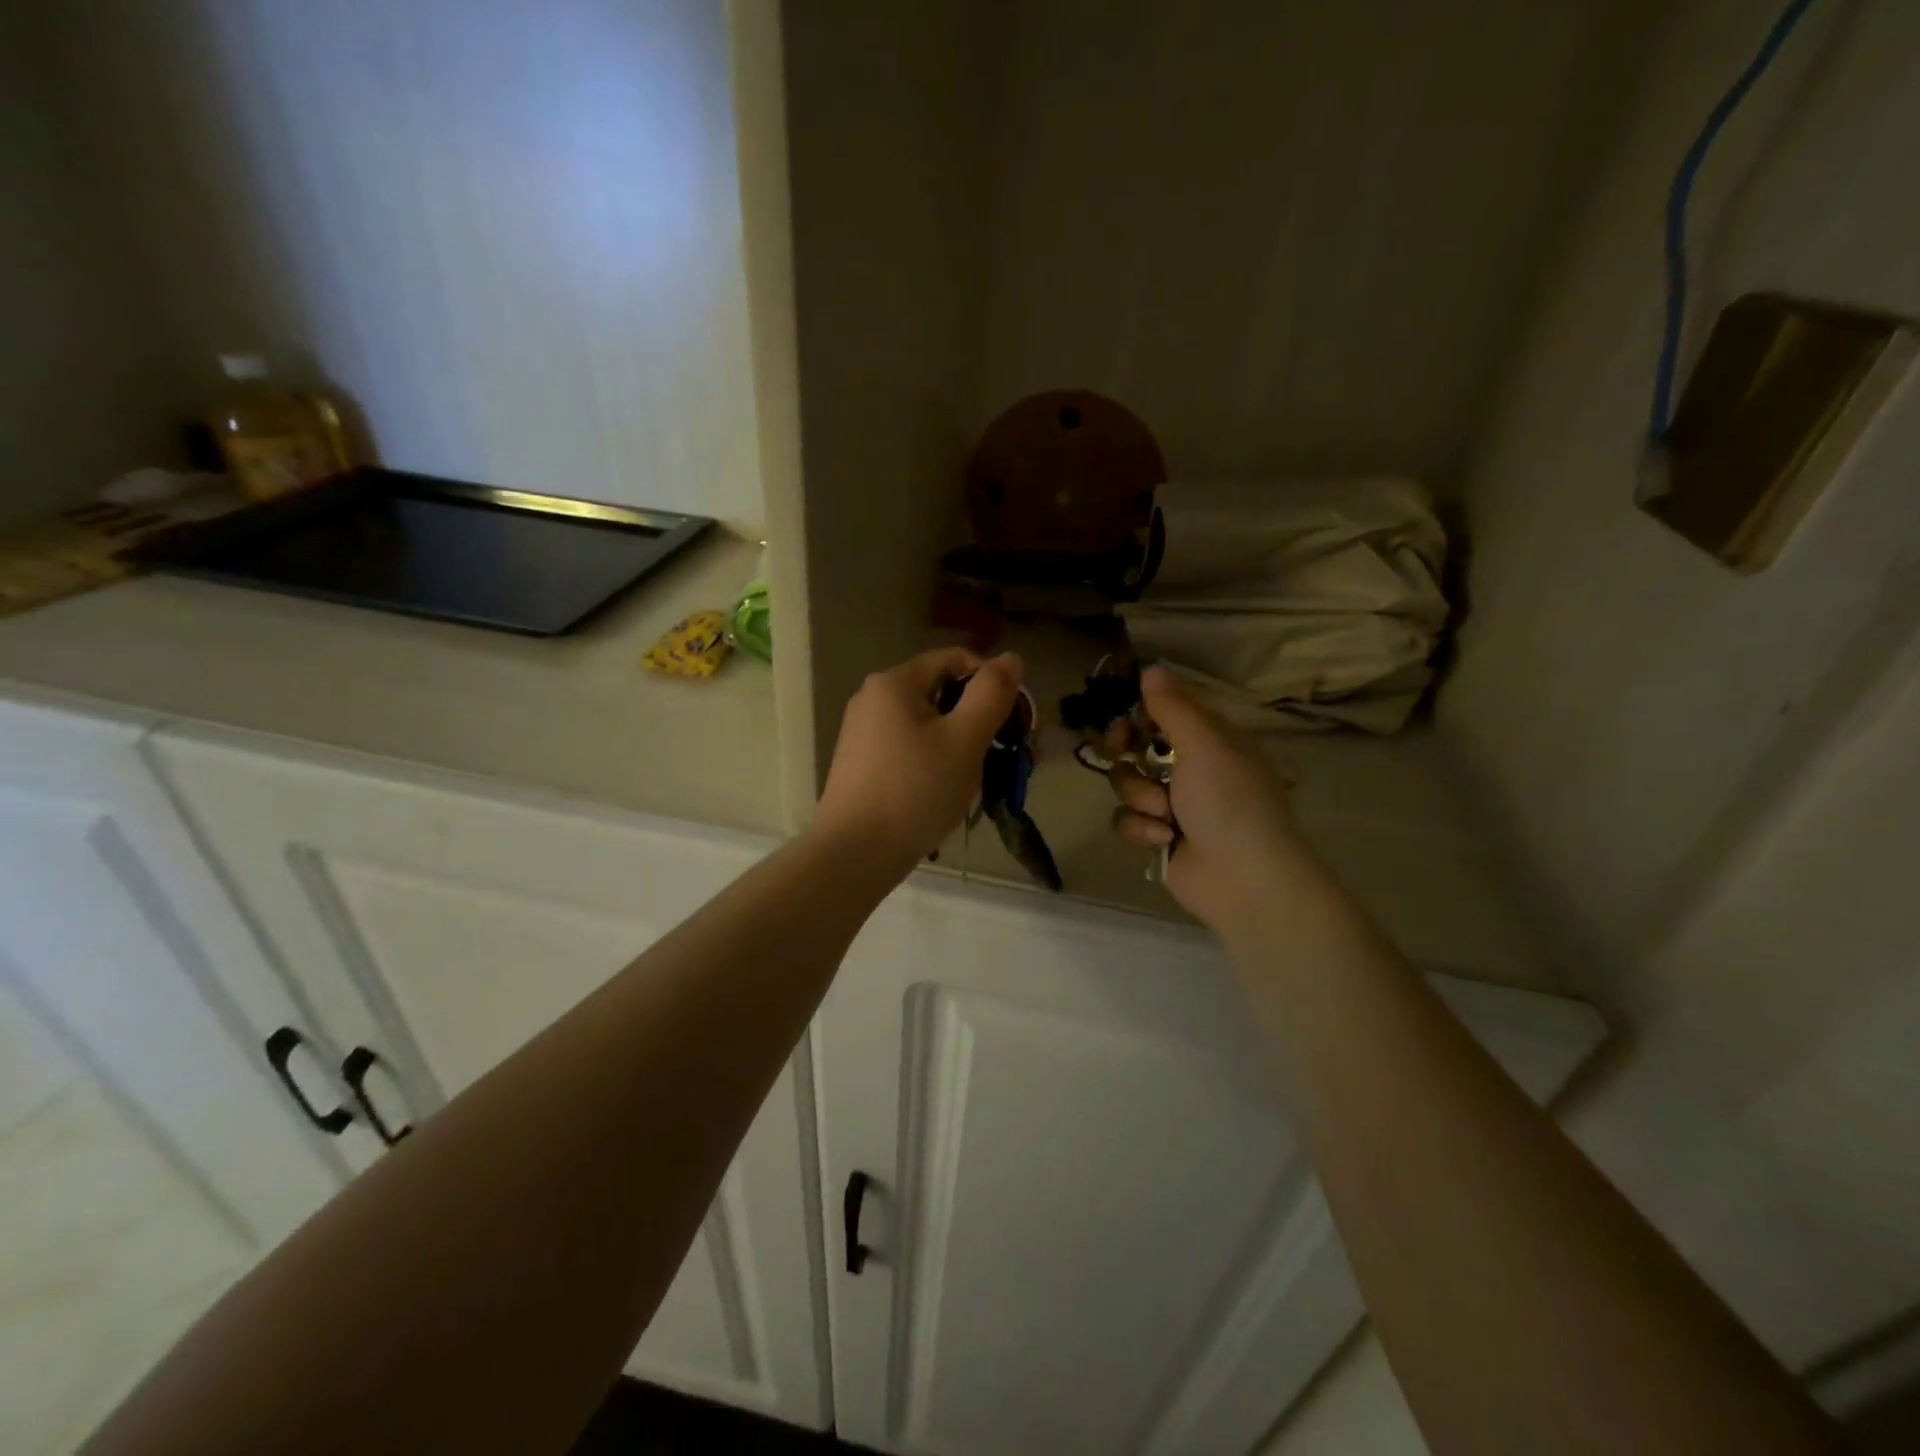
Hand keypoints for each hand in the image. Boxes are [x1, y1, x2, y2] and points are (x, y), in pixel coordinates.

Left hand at [814, 647, 1022, 877]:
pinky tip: (950, 792)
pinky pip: (911, 749)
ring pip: (929, 726)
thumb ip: (991, 695)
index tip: (1013, 720)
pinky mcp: (863, 765)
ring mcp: (864, 734)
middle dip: (981, 720)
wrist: (855, 854)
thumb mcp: (964, 740)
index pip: (956, 659)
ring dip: (963, 745)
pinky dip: (937, 762)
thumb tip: (1011, 657)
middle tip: (1008, 756)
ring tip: (985, 781)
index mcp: (894, 683)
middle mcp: (873, 699)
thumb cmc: (915, 790)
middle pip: (942, 693)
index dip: (991, 682)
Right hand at [1109, 666, 1308, 932]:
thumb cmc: (1229, 801)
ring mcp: (1173, 804)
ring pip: (1128, 782)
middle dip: (1127, 752)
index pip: (1164, 712)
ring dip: (1140, 795)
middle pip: (1137, 746)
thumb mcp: (1204, 744)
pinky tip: (1164, 839)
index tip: (1124, 717)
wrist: (1243, 878)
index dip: (1139, 713)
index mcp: (1210, 740)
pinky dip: (1142, 827)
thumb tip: (1151, 668)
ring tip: (1164, 814)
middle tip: (1122, 752)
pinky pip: (1128, 818)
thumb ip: (1173, 707)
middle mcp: (1191, 768)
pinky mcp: (1158, 836)